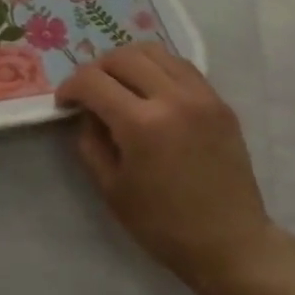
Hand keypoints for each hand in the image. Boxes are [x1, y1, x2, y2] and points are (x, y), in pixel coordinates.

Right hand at [55, 43, 283, 290]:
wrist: (229, 242)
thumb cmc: (162, 224)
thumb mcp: (110, 187)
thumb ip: (91, 142)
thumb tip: (87, 113)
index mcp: (141, 124)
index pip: (93, 81)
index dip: (70, 87)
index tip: (65, 102)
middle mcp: (172, 98)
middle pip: (123, 57)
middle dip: (96, 69)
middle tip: (89, 92)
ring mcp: (201, 96)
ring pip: (155, 51)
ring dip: (128, 62)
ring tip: (119, 84)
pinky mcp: (219, 102)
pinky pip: (181, 66)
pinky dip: (158, 69)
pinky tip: (150, 91)